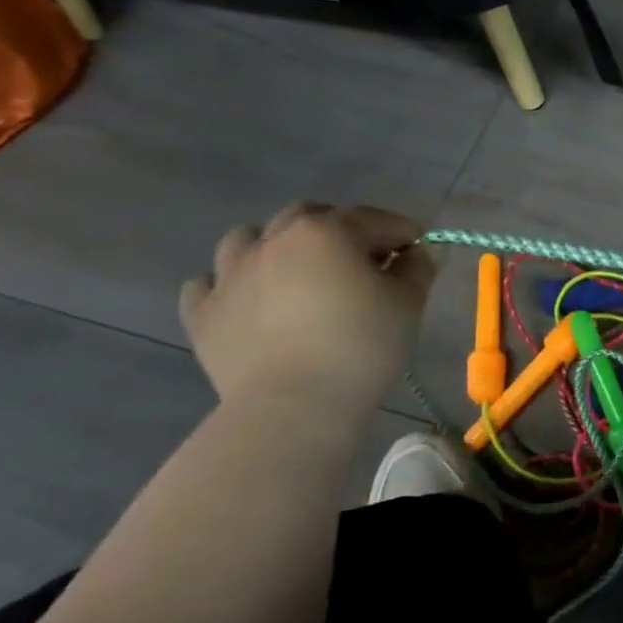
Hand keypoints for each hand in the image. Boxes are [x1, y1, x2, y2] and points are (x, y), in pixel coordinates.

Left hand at [179, 204, 437, 409]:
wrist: (294, 406)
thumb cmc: (362, 347)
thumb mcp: (408, 304)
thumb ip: (418, 268)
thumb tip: (417, 252)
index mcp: (327, 232)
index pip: (375, 219)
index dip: (403, 233)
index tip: (418, 253)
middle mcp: (274, 240)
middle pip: (310, 216)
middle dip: (340, 229)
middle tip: (361, 262)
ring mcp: (230, 274)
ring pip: (249, 239)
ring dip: (276, 247)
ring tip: (298, 274)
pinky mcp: (203, 312)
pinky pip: (209, 283)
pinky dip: (230, 285)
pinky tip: (250, 301)